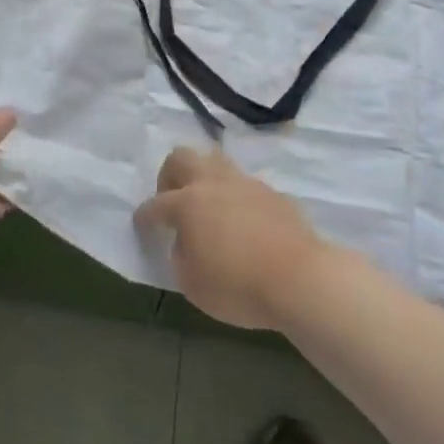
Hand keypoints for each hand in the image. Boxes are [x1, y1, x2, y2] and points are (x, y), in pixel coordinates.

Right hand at [135, 146, 325, 329]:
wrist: (302, 279)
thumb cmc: (238, 286)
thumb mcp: (193, 284)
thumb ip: (180, 257)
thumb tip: (184, 242)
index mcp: (187, 203)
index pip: (155, 205)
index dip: (144, 217)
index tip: (141, 225)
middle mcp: (212, 183)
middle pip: (182, 157)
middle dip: (170, 175)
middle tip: (172, 201)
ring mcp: (245, 184)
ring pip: (215, 162)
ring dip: (204, 178)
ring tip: (208, 207)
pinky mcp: (272, 193)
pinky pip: (244, 185)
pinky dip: (235, 197)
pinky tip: (242, 222)